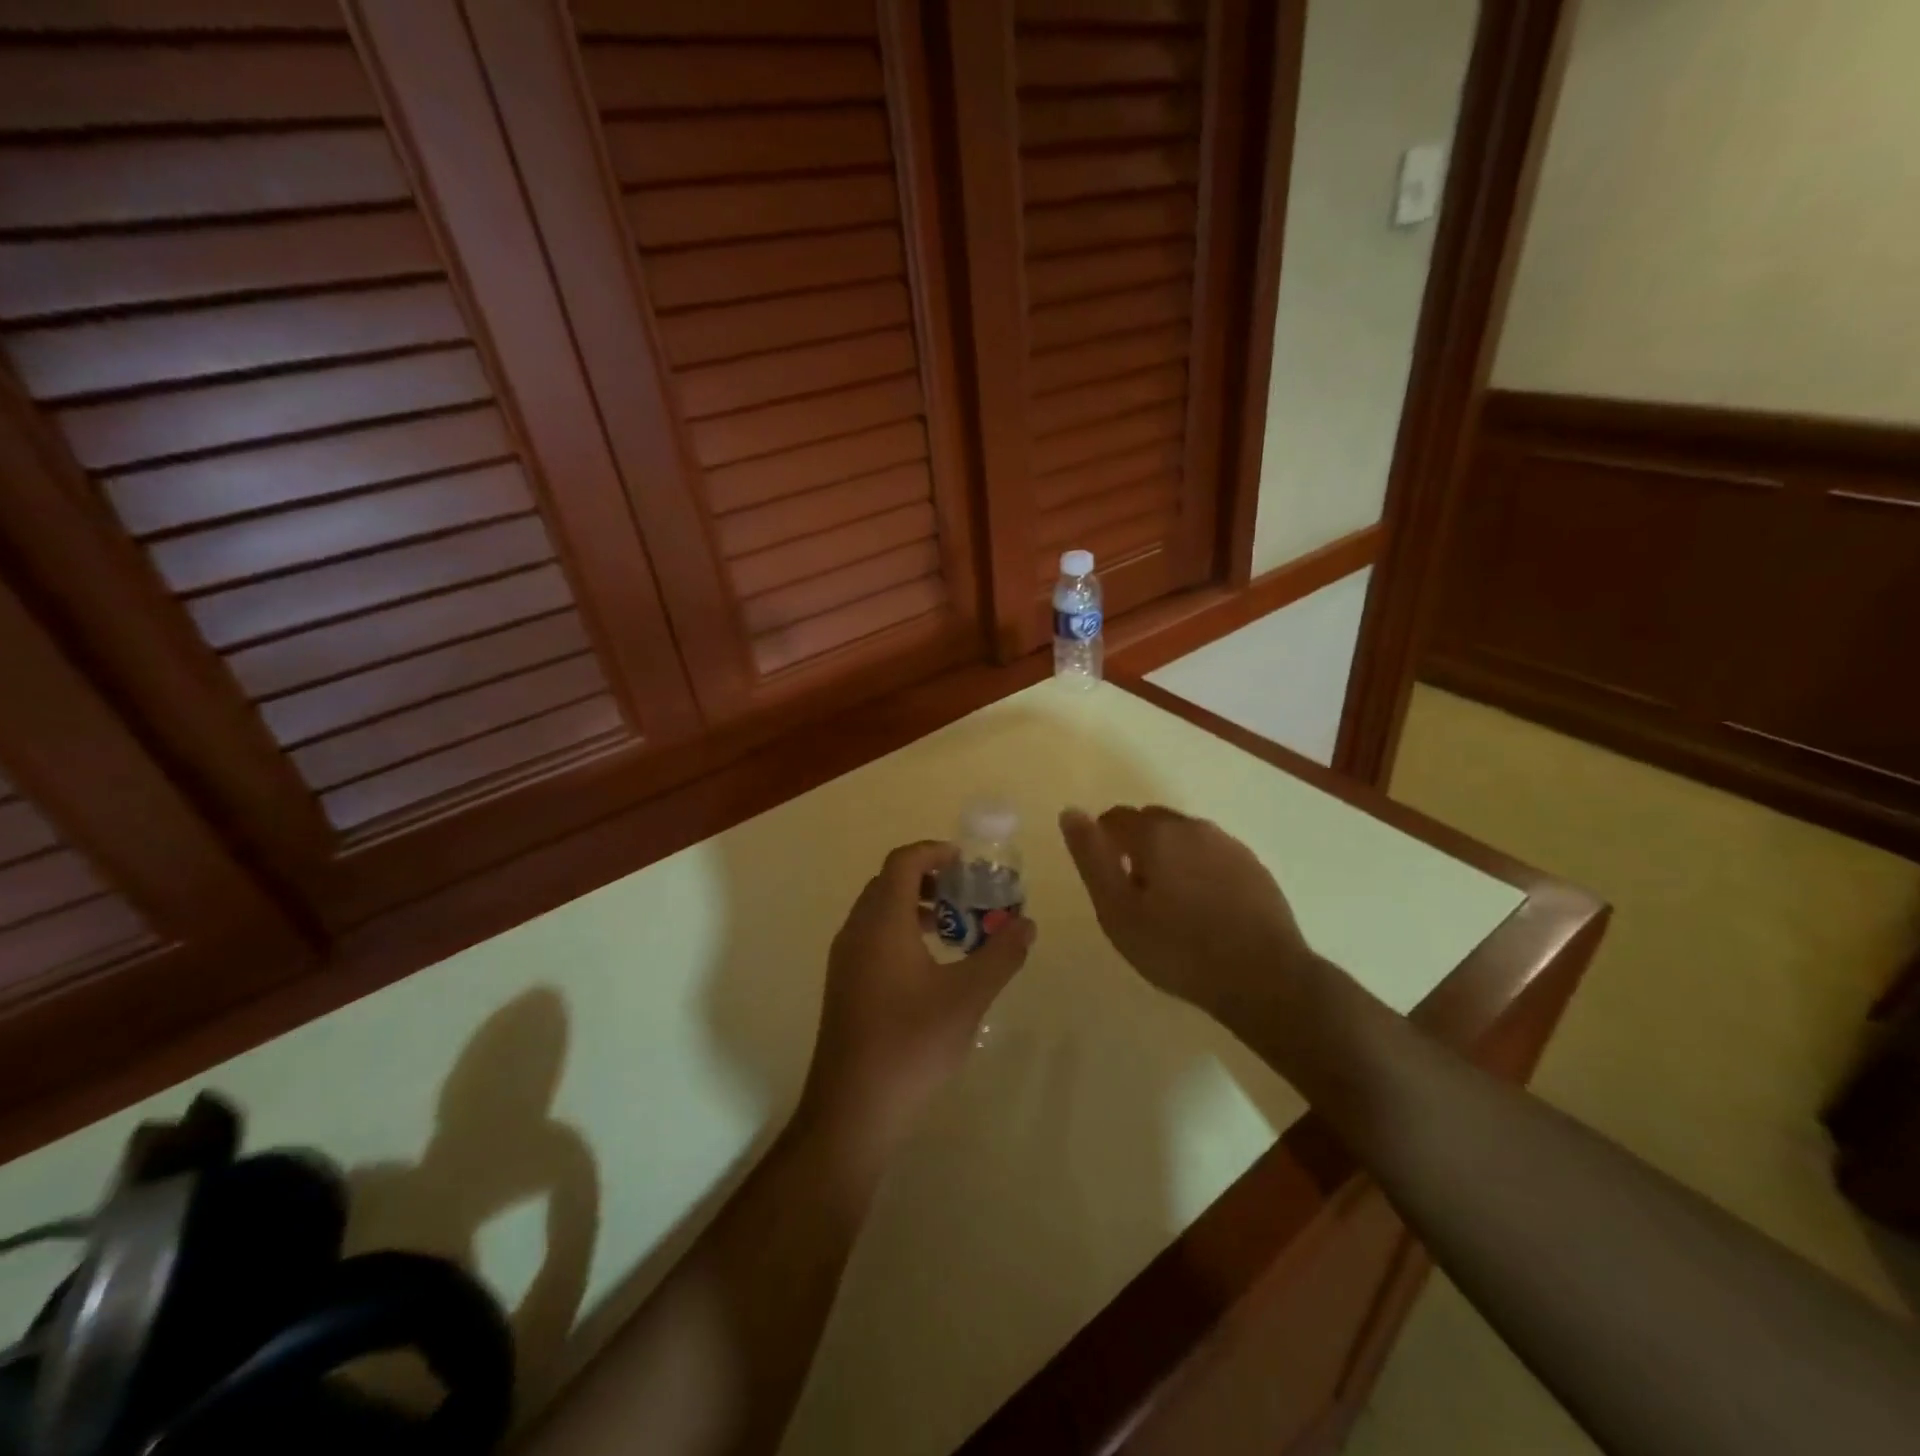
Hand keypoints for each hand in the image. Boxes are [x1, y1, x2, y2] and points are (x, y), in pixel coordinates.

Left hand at [799, 841, 1034, 1159]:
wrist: (853, 1108)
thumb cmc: (911, 1044)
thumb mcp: (968, 997)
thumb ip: (1001, 955)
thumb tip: (1026, 924)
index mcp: (882, 922)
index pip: (903, 862)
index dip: (934, 851)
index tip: (967, 861)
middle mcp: (856, 930)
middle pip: (889, 882)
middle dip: (929, 878)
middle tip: (967, 893)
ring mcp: (845, 959)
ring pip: (879, 910)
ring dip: (915, 906)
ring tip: (954, 928)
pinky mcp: (844, 984)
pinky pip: (872, 936)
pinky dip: (901, 930)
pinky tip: (930, 965)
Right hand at [1060, 806, 1315, 1021]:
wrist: (1264, 978)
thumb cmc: (1178, 948)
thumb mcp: (1117, 910)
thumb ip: (1091, 857)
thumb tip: (1071, 811)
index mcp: (1156, 833)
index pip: (1115, 817)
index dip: (1102, 842)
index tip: (1105, 879)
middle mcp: (1193, 827)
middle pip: (1151, 823)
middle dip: (1137, 847)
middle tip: (1134, 896)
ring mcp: (1229, 845)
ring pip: (1185, 839)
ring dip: (1170, 858)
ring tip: (1170, 905)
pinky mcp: (1254, 867)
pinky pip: (1213, 857)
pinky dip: (1199, 872)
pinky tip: (1204, 909)